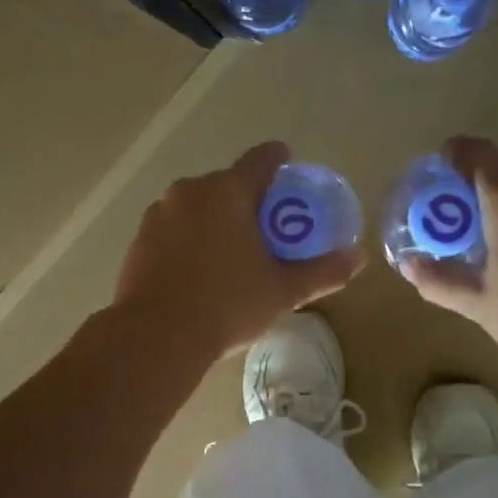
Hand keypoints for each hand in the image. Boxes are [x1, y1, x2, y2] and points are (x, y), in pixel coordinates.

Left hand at [113, 142, 362, 363]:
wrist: (156, 336)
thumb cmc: (227, 305)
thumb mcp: (282, 291)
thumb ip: (321, 272)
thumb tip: (358, 258)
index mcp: (227, 192)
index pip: (260, 161)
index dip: (278, 160)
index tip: (287, 164)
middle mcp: (189, 192)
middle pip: (227, 185)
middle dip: (247, 200)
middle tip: (266, 227)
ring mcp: (158, 215)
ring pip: (196, 207)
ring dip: (215, 220)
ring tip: (231, 252)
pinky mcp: (139, 241)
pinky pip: (174, 230)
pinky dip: (189, 240)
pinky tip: (198, 271)